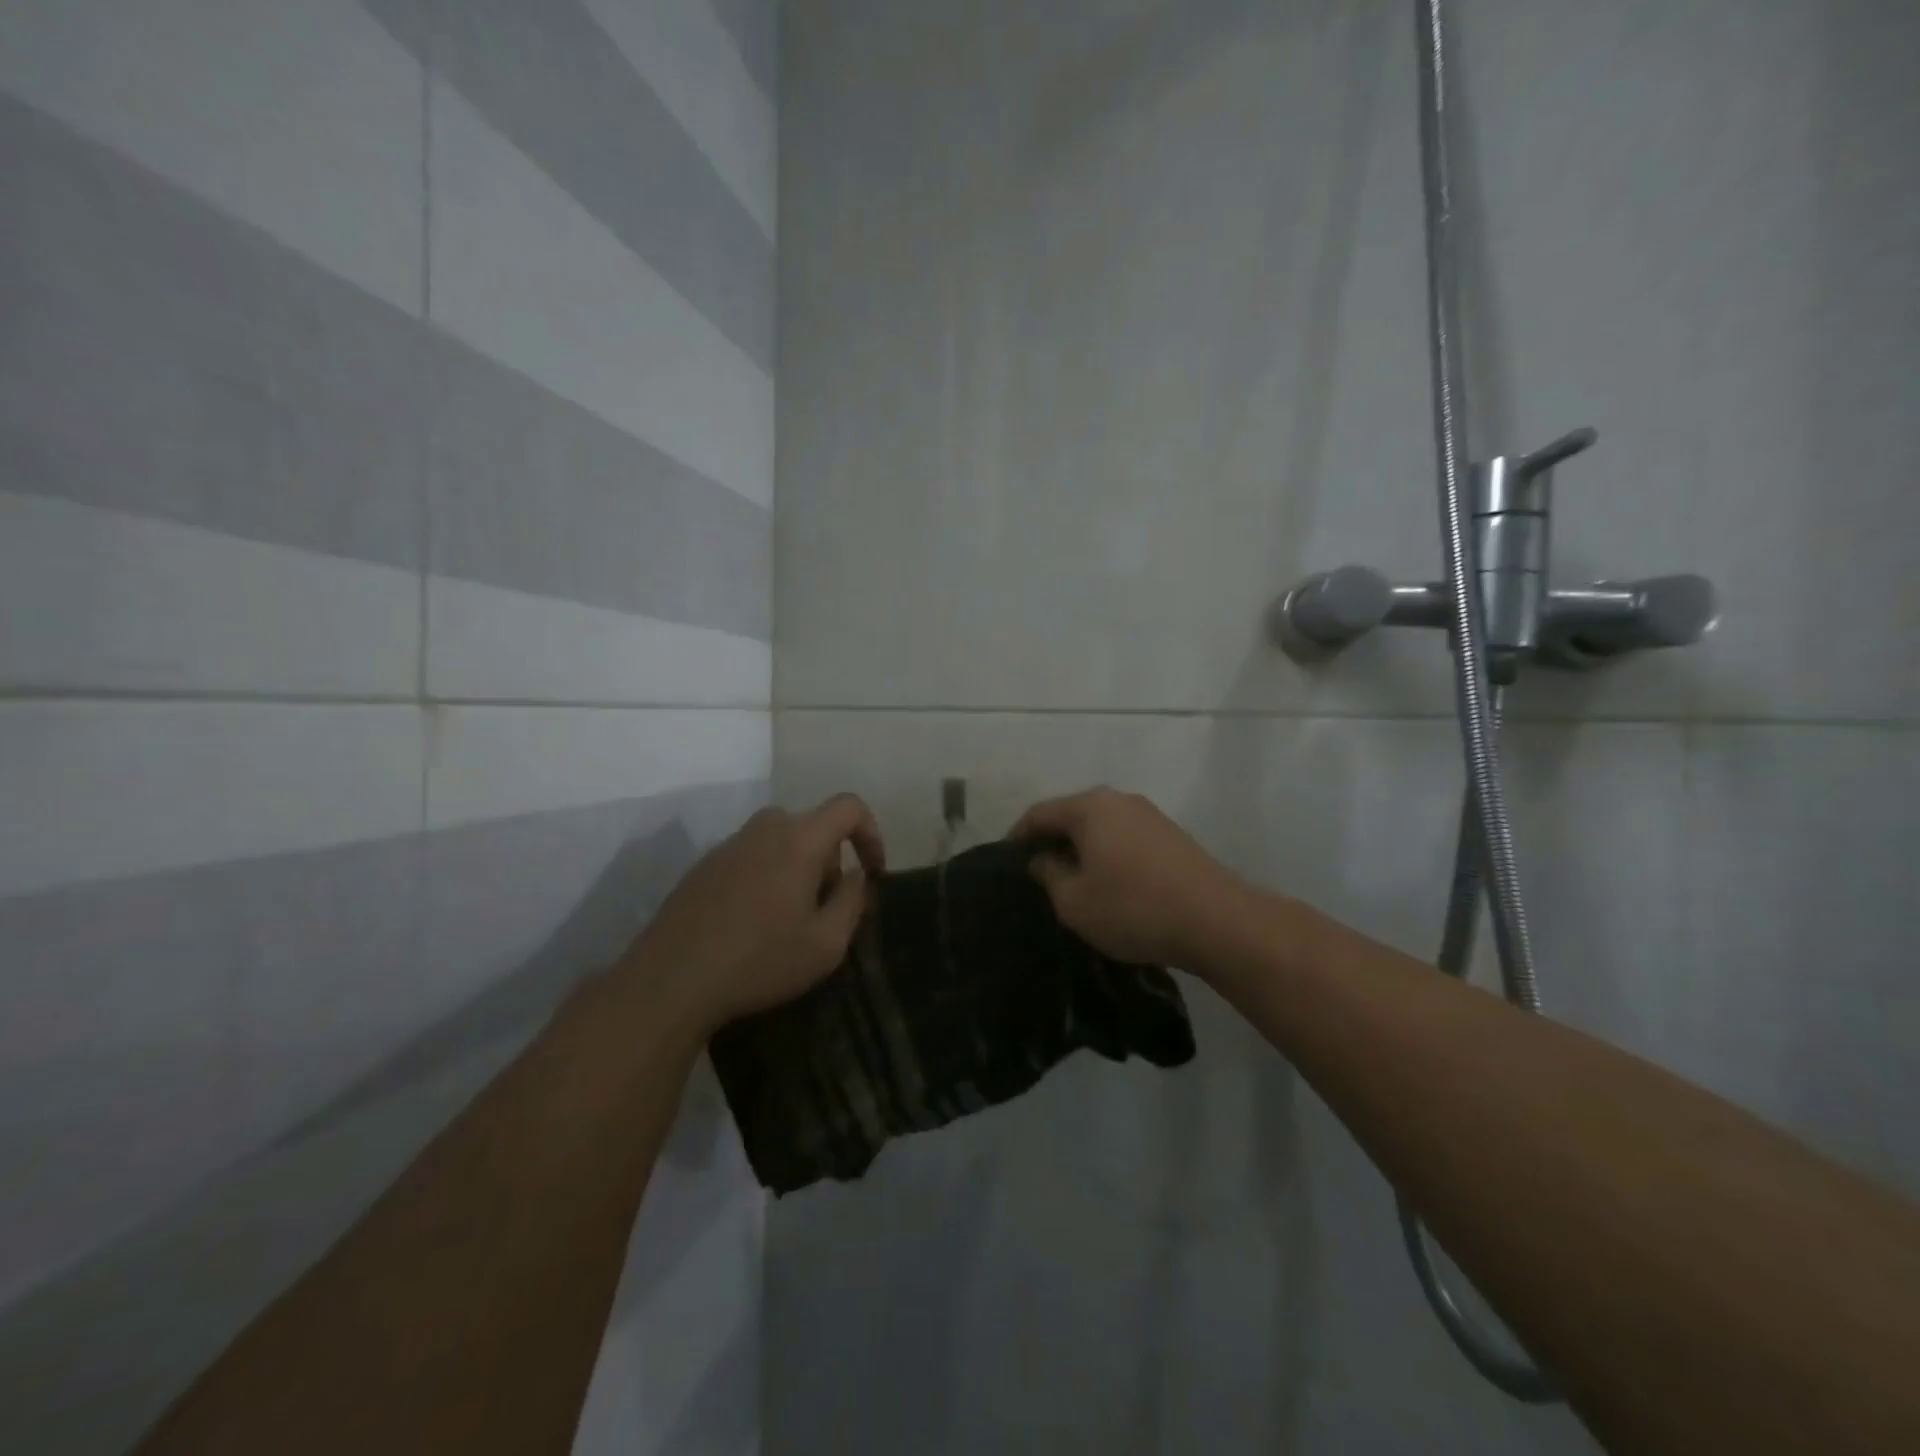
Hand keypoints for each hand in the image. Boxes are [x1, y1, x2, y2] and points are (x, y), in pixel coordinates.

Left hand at [629, 794, 885, 1031]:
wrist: (671, 979)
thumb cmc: (760, 960)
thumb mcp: (826, 944)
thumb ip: (853, 900)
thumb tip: (856, 875)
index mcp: (799, 838)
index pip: (848, 807)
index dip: (871, 832)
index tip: (872, 871)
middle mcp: (765, 828)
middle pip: (813, 827)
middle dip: (830, 860)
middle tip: (826, 907)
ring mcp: (730, 844)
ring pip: (781, 841)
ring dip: (797, 868)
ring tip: (790, 918)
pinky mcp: (704, 864)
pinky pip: (752, 856)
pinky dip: (766, 876)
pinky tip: (753, 922)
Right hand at [1011, 787, 1252, 971]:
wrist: (1217, 921)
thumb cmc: (1133, 907)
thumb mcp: (1074, 900)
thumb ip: (1048, 874)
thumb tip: (1041, 859)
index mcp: (1089, 807)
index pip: (1039, 814)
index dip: (1018, 837)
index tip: (1006, 862)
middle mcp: (1119, 800)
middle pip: (1071, 815)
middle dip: (1051, 842)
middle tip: (1035, 875)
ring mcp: (1149, 815)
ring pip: (1100, 827)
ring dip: (1081, 849)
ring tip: (1070, 882)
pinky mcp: (1171, 836)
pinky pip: (1124, 838)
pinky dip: (1107, 854)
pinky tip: (1108, 883)